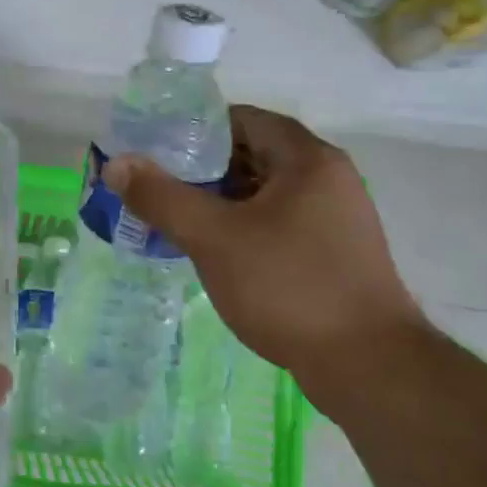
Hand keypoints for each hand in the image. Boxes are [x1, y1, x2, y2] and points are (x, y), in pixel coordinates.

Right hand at [105, 106, 429, 404]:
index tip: (155, 150)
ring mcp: (336, 217)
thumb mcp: (214, 238)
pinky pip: (278, 223)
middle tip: (157, 187)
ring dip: (221, 201)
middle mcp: (328, 178)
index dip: (195, 129)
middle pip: (253, 155)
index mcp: (307, 158)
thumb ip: (162, 197)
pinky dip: (243, 227)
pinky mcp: (334, 253)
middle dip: (202, 169)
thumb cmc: (290, 288)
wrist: (370, 367)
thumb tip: (117, 164)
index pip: (242, 119)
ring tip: (175, 219)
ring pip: (264, 193)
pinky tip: (214, 252)